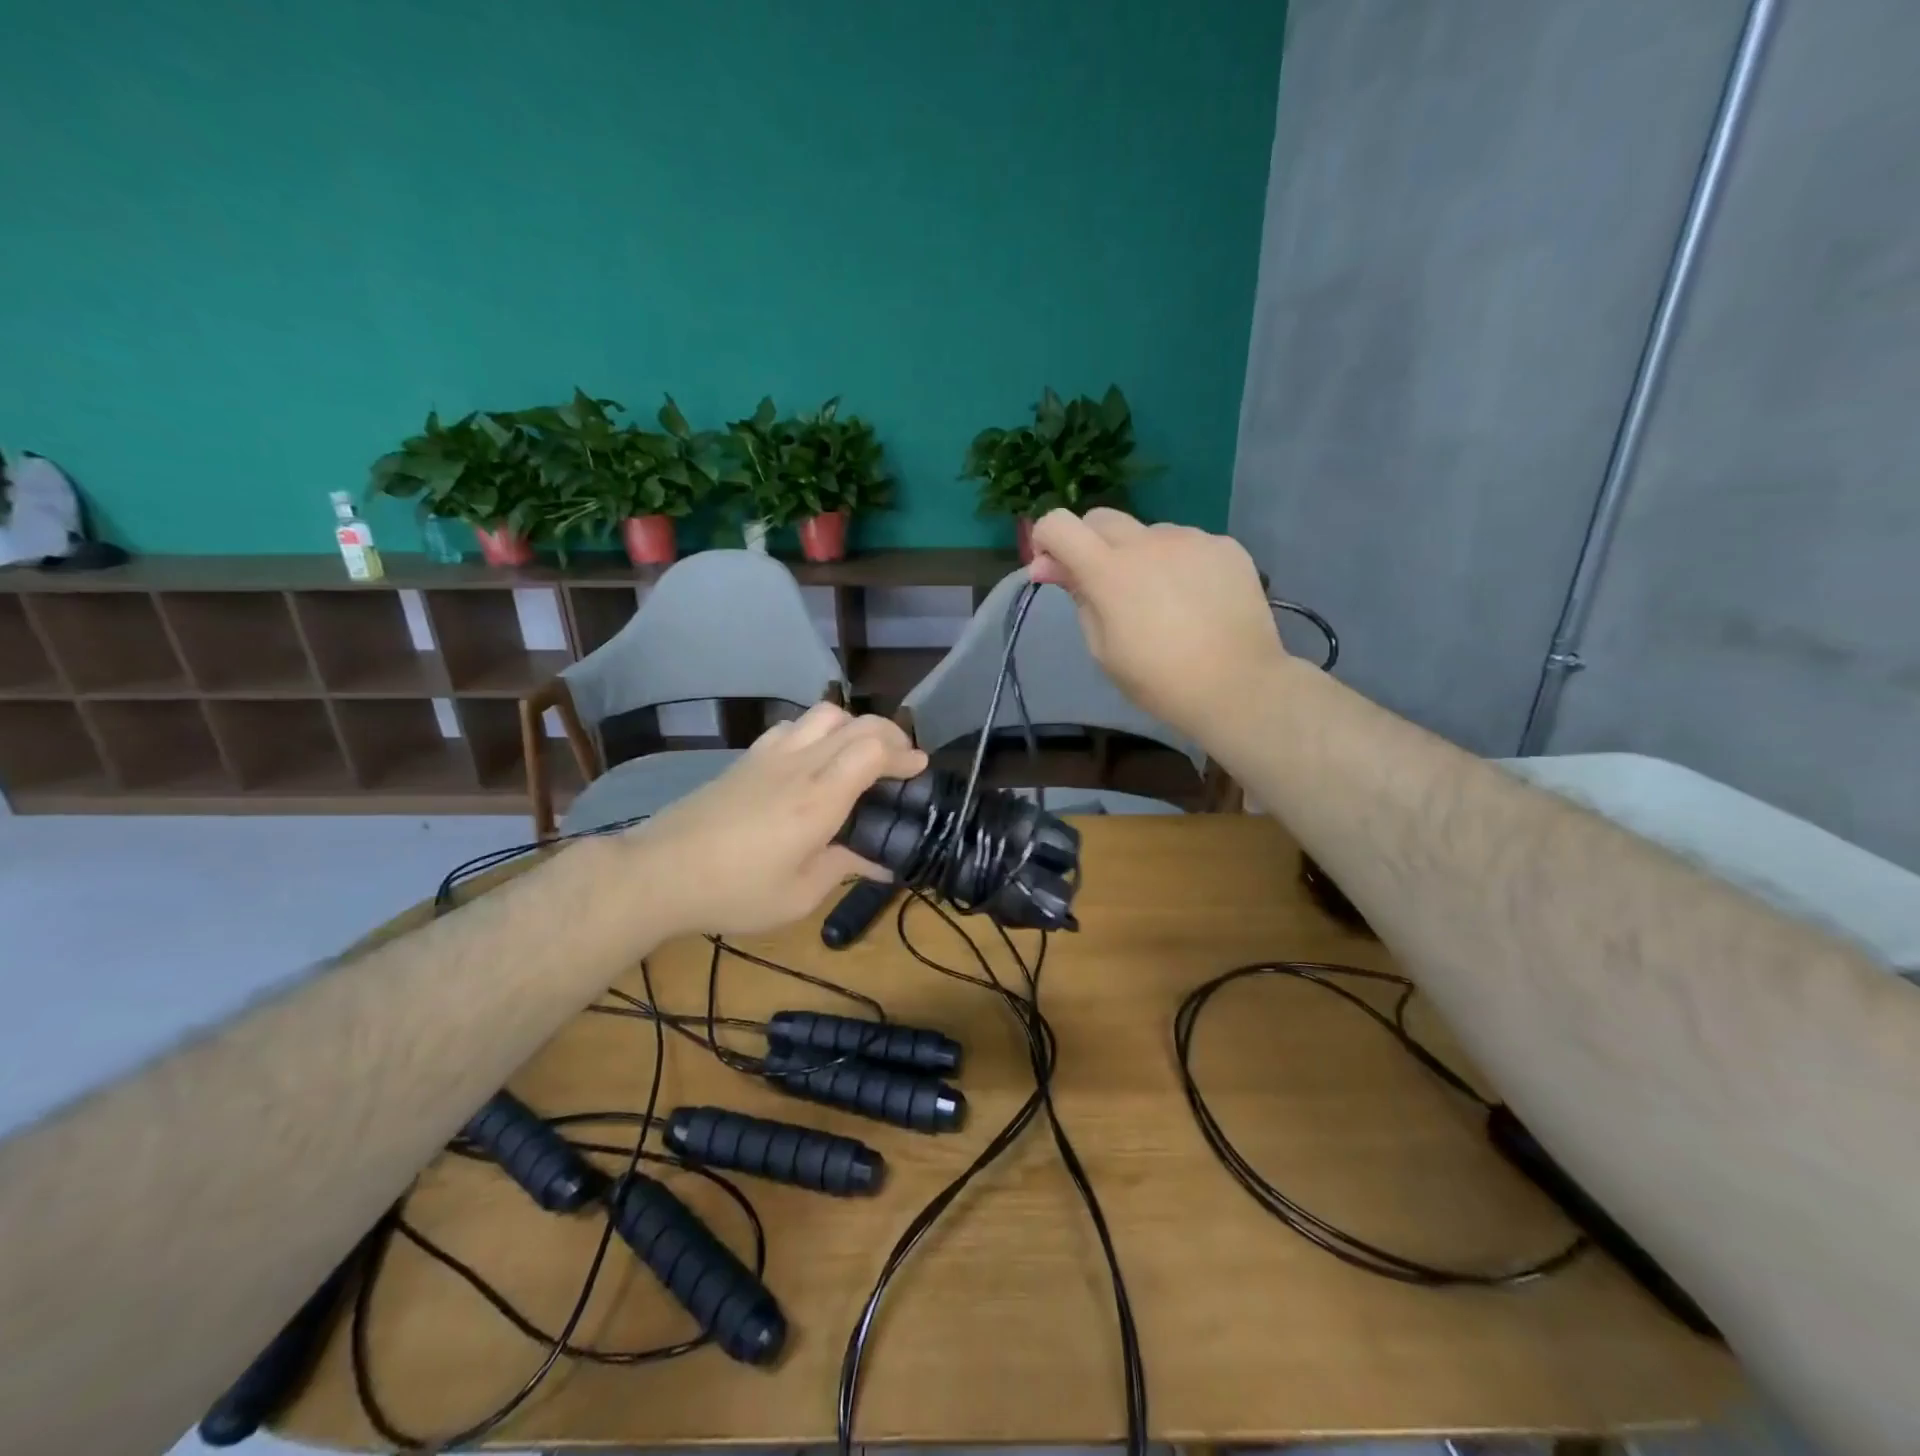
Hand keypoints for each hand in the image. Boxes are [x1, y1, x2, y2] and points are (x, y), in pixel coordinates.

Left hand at [627, 703, 926, 937]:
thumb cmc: (734, 891)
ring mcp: (770, 755)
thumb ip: (845, 869)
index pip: (872, 749)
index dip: (903, 753)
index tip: (918, 770)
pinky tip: (813, 758)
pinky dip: (817, 730)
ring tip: (859, 755)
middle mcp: (800, 765)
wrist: (660, 872)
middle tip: (901, 762)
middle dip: (889, 735)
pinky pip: (792, 725)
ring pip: (823, 714)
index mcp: (818, 799)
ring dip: (853, 726)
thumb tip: (881, 864)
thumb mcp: (798, 896)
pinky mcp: (747, 758)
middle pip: (856, 723)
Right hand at [1029, 508, 1286, 739]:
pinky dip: (1178, 563)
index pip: (1059, 524)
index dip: (1046, 538)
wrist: (1238, 686)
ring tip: (1160, 600)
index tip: (1053, 567)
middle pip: (1101, 518)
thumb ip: (1078, 598)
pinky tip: (1194, 599)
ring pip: (1148, 533)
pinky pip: (1187, 544)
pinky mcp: (1225, 545)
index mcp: (1109, 571)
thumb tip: (1048, 566)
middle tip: (1103, 586)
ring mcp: (1191, 539)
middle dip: (1089, 543)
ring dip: (1139, 555)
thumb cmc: (1159, 680)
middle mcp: (1147, 542)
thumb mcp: (1103, 649)